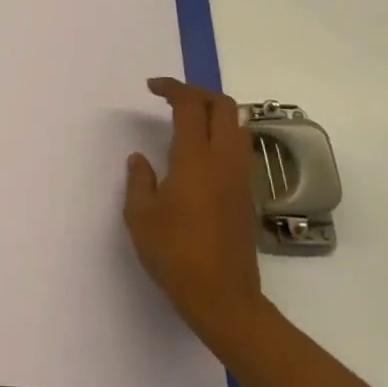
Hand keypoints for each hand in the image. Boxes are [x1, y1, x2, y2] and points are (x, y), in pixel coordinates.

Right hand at [124, 77, 266, 357]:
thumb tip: (140, 159)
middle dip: (198, 92)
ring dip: (215, 113)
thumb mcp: (140, 216)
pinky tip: (202, 155)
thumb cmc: (175, 254)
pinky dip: (223, 136)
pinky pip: (240, 149)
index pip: (190, 105)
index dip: (172, 88)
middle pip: (223, 106)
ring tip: (188, 121)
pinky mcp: (247, 196)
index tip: (152, 87)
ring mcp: (241, 178)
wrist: (223, 299)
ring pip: (238, 126)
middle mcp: (224, 160)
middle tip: (173, 98)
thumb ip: (139, 180)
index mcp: (196, 158)